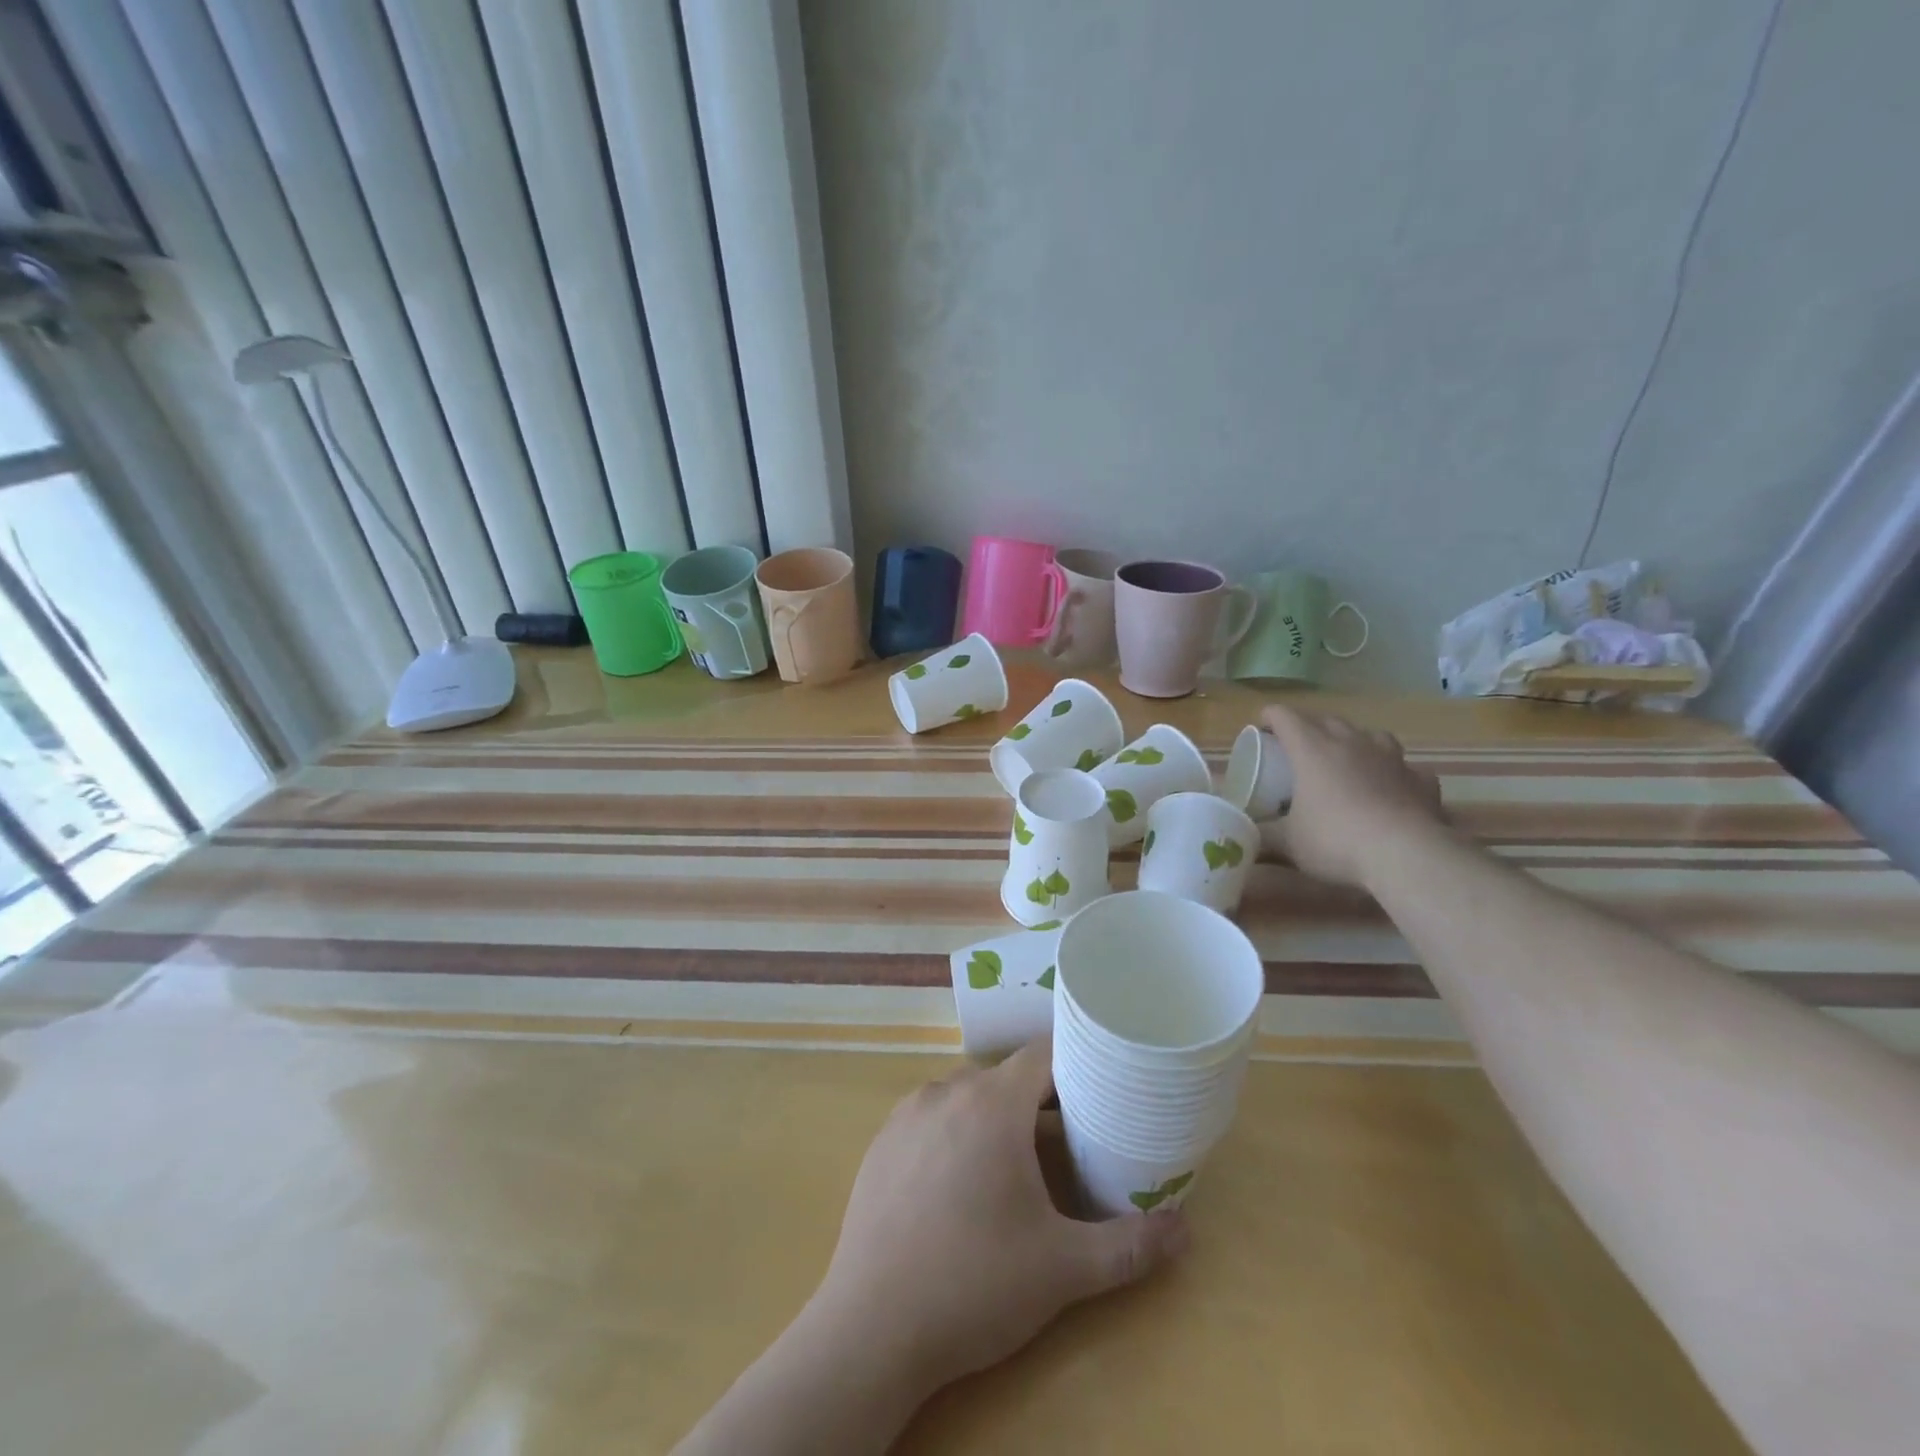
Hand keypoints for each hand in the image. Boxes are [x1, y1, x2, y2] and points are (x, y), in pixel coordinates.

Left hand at [808, 1037, 1188, 1400]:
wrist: (872, 1328)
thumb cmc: (975, 1284)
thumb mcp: (1064, 1269)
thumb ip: (1130, 1245)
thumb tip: (1185, 1228)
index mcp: (992, 1103)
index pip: (1043, 1054)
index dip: (1076, 1063)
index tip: (1102, 1086)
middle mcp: (947, 1091)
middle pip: (1005, 1076)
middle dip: (1041, 1099)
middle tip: (1072, 1137)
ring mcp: (907, 1114)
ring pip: (966, 1095)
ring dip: (996, 1115)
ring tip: (1020, 1162)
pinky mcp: (881, 1142)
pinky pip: (932, 1117)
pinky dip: (956, 1131)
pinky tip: (962, 1183)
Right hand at [1258, 704, 1447, 888]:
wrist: (1405, 855)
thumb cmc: (1335, 840)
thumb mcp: (1288, 843)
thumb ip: (1262, 837)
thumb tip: (1242, 840)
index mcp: (1312, 750)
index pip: (1285, 717)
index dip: (1269, 718)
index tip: (1261, 730)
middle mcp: (1352, 744)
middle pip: (1327, 720)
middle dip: (1310, 728)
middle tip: (1298, 750)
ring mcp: (1391, 759)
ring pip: (1371, 735)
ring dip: (1356, 742)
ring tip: (1349, 760)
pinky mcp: (1420, 780)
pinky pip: (1405, 768)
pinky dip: (1394, 774)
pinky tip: (1392, 789)